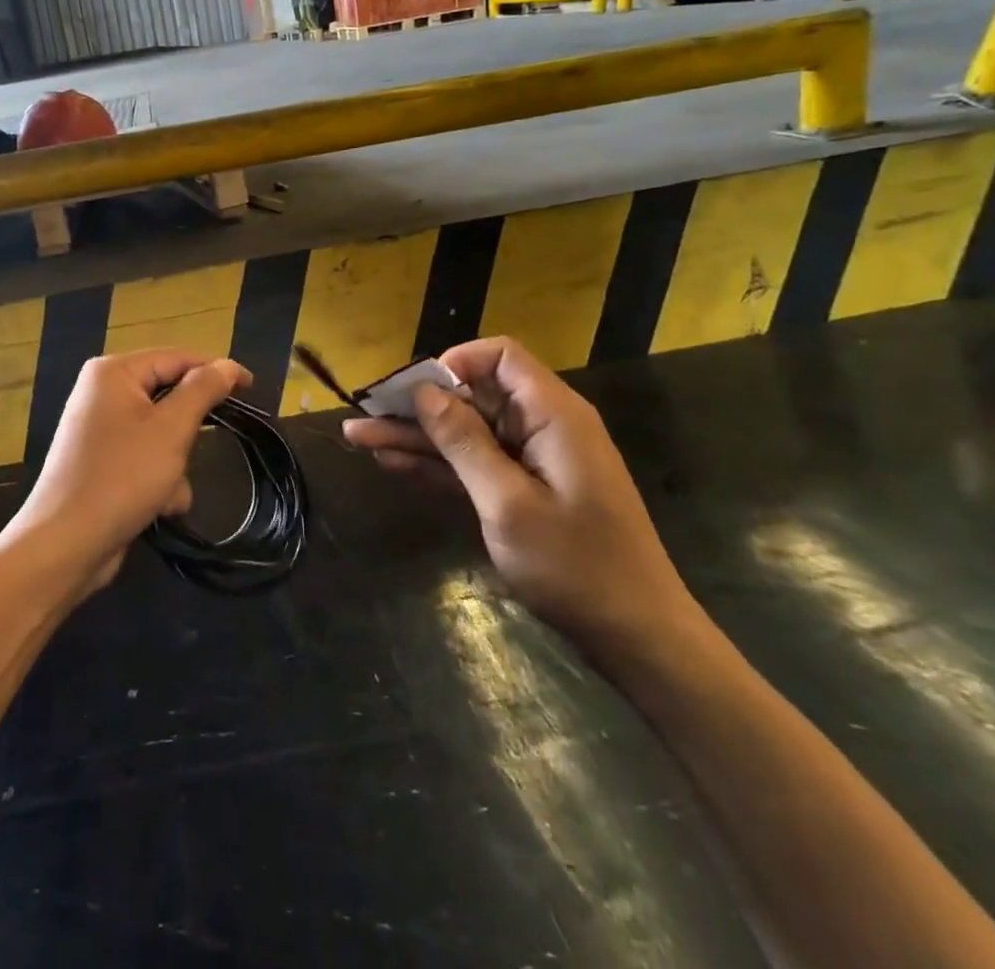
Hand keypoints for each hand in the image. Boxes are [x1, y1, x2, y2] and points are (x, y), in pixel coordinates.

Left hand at [11, 349, 251, 595]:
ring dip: (175, 463)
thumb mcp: (172, 429)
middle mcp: (102, 393)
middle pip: (168, 396)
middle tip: (200, 448)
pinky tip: (159, 508)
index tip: (251, 387)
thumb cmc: (122, 476)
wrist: (65, 544)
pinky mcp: (102, 463)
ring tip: (168, 490)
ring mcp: (99, 430)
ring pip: (161, 432)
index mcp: (114, 372)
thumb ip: (203, 389)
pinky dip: (158, 480)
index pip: (176, 357)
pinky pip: (144, 458)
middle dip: (188, 431)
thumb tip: (228, 365)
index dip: (215, 369)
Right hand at [343, 336, 696, 660]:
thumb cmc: (576, 567)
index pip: (499, 357)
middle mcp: (541, 426)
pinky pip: (472, 463)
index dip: (453, 364)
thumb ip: (464, 443)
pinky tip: (391, 461)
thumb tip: (424, 392)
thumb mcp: (509, 504)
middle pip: (471, 395)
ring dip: (415, 436)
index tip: (412, 392)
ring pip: (464, 432)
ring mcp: (531, 460)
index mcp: (552, 415)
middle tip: (363, 413)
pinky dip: (436, 463)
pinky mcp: (522, 490)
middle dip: (417, 404)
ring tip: (358, 437)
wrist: (636, 637)